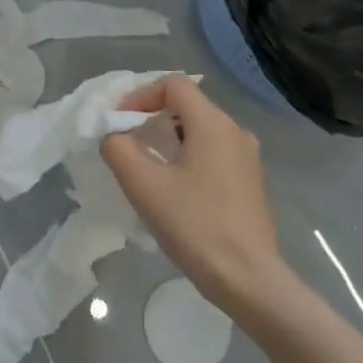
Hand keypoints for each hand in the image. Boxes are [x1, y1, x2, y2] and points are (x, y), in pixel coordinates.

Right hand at [100, 76, 293, 319]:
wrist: (247, 278)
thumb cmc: (194, 225)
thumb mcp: (144, 185)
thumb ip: (118, 149)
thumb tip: (113, 134)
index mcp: (213, 124)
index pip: (173, 84)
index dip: (140, 95)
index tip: (118, 123)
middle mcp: (235, 132)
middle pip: (187, 105)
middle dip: (151, 116)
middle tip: (125, 143)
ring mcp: (247, 157)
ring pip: (200, 130)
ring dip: (168, 138)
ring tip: (146, 166)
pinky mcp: (250, 181)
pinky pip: (213, 152)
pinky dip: (187, 156)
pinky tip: (173, 188)